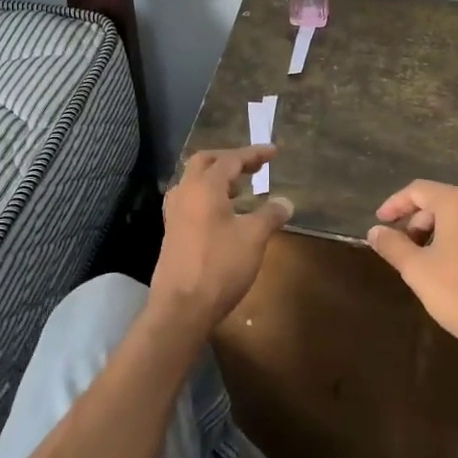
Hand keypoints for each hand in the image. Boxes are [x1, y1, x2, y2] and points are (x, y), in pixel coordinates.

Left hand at [149, 147, 292, 336]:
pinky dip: (208, 197)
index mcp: (204, 186)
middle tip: (253, 166)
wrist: (182, 306)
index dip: (253, 154)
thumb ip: (270, 215)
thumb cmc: (220, 266)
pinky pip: (190, 200)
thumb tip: (285, 201)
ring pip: (194, 181)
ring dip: (216, 178)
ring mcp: (174, 213)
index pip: (230, 159)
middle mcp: (185, 192)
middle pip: (205, 162)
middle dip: (230, 159)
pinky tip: (223, 214)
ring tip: (241, 189)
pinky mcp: (172, 231)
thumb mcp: (253, 238)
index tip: (273, 152)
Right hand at [367, 181, 457, 385]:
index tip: (380, 222)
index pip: (418, 190)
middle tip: (405, 245)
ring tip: (431, 260)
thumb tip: (375, 231)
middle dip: (419, 220)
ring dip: (443, 232)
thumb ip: (393, 246)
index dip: (395, 204)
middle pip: (444, 201)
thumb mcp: (418, 271)